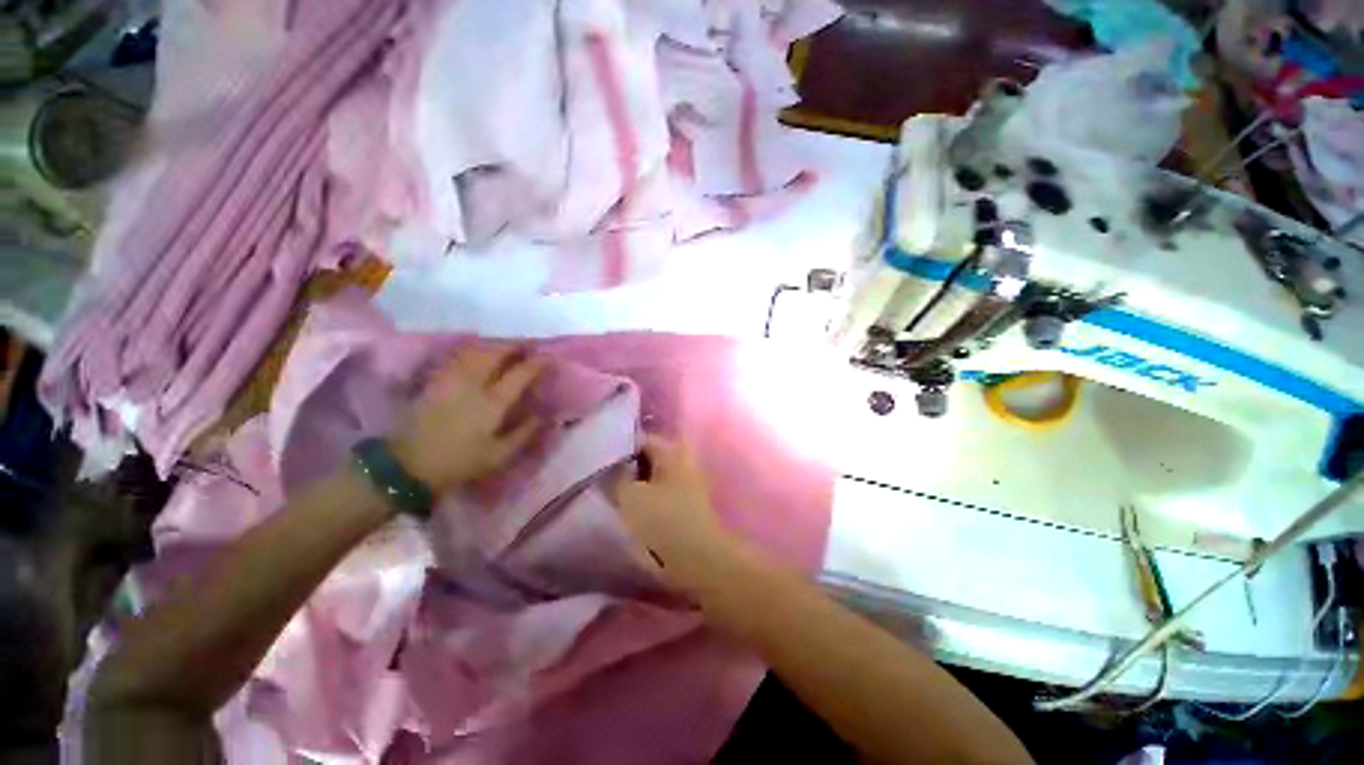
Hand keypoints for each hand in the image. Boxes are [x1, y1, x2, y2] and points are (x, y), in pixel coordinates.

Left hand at [389, 346, 542, 492]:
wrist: (408, 466)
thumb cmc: (459, 462)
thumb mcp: (498, 456)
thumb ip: (523, 434)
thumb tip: (543, 417)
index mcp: (492, 403)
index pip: (519, 374)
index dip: (537, 363)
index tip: (549, 357)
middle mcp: (472, 385)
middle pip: (494, 354)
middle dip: (513, 346)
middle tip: (526, 347)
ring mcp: (451, 381)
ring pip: (474, 352)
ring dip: (493, 346)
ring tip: (505, 348)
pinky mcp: (435, 382)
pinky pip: (457, 358)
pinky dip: (472, 352)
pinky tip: (477, 355)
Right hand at [614, 435, 747, 593]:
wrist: (700, 562)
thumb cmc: (665, 522)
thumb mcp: (630, 496)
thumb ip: (614, 476)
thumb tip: (607, 466)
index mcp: (671, 452)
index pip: (641, 439)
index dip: (617, 447)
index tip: (595, 460)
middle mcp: (682, 462)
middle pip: (646, 459)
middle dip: (624, 468)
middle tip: (599, 479)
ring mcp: (686, 486)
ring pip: (651, 479)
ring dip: (632, 486)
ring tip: (608, 496)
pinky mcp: (685, 508)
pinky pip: (658, 496)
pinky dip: (643, 500)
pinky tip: (626, 512)